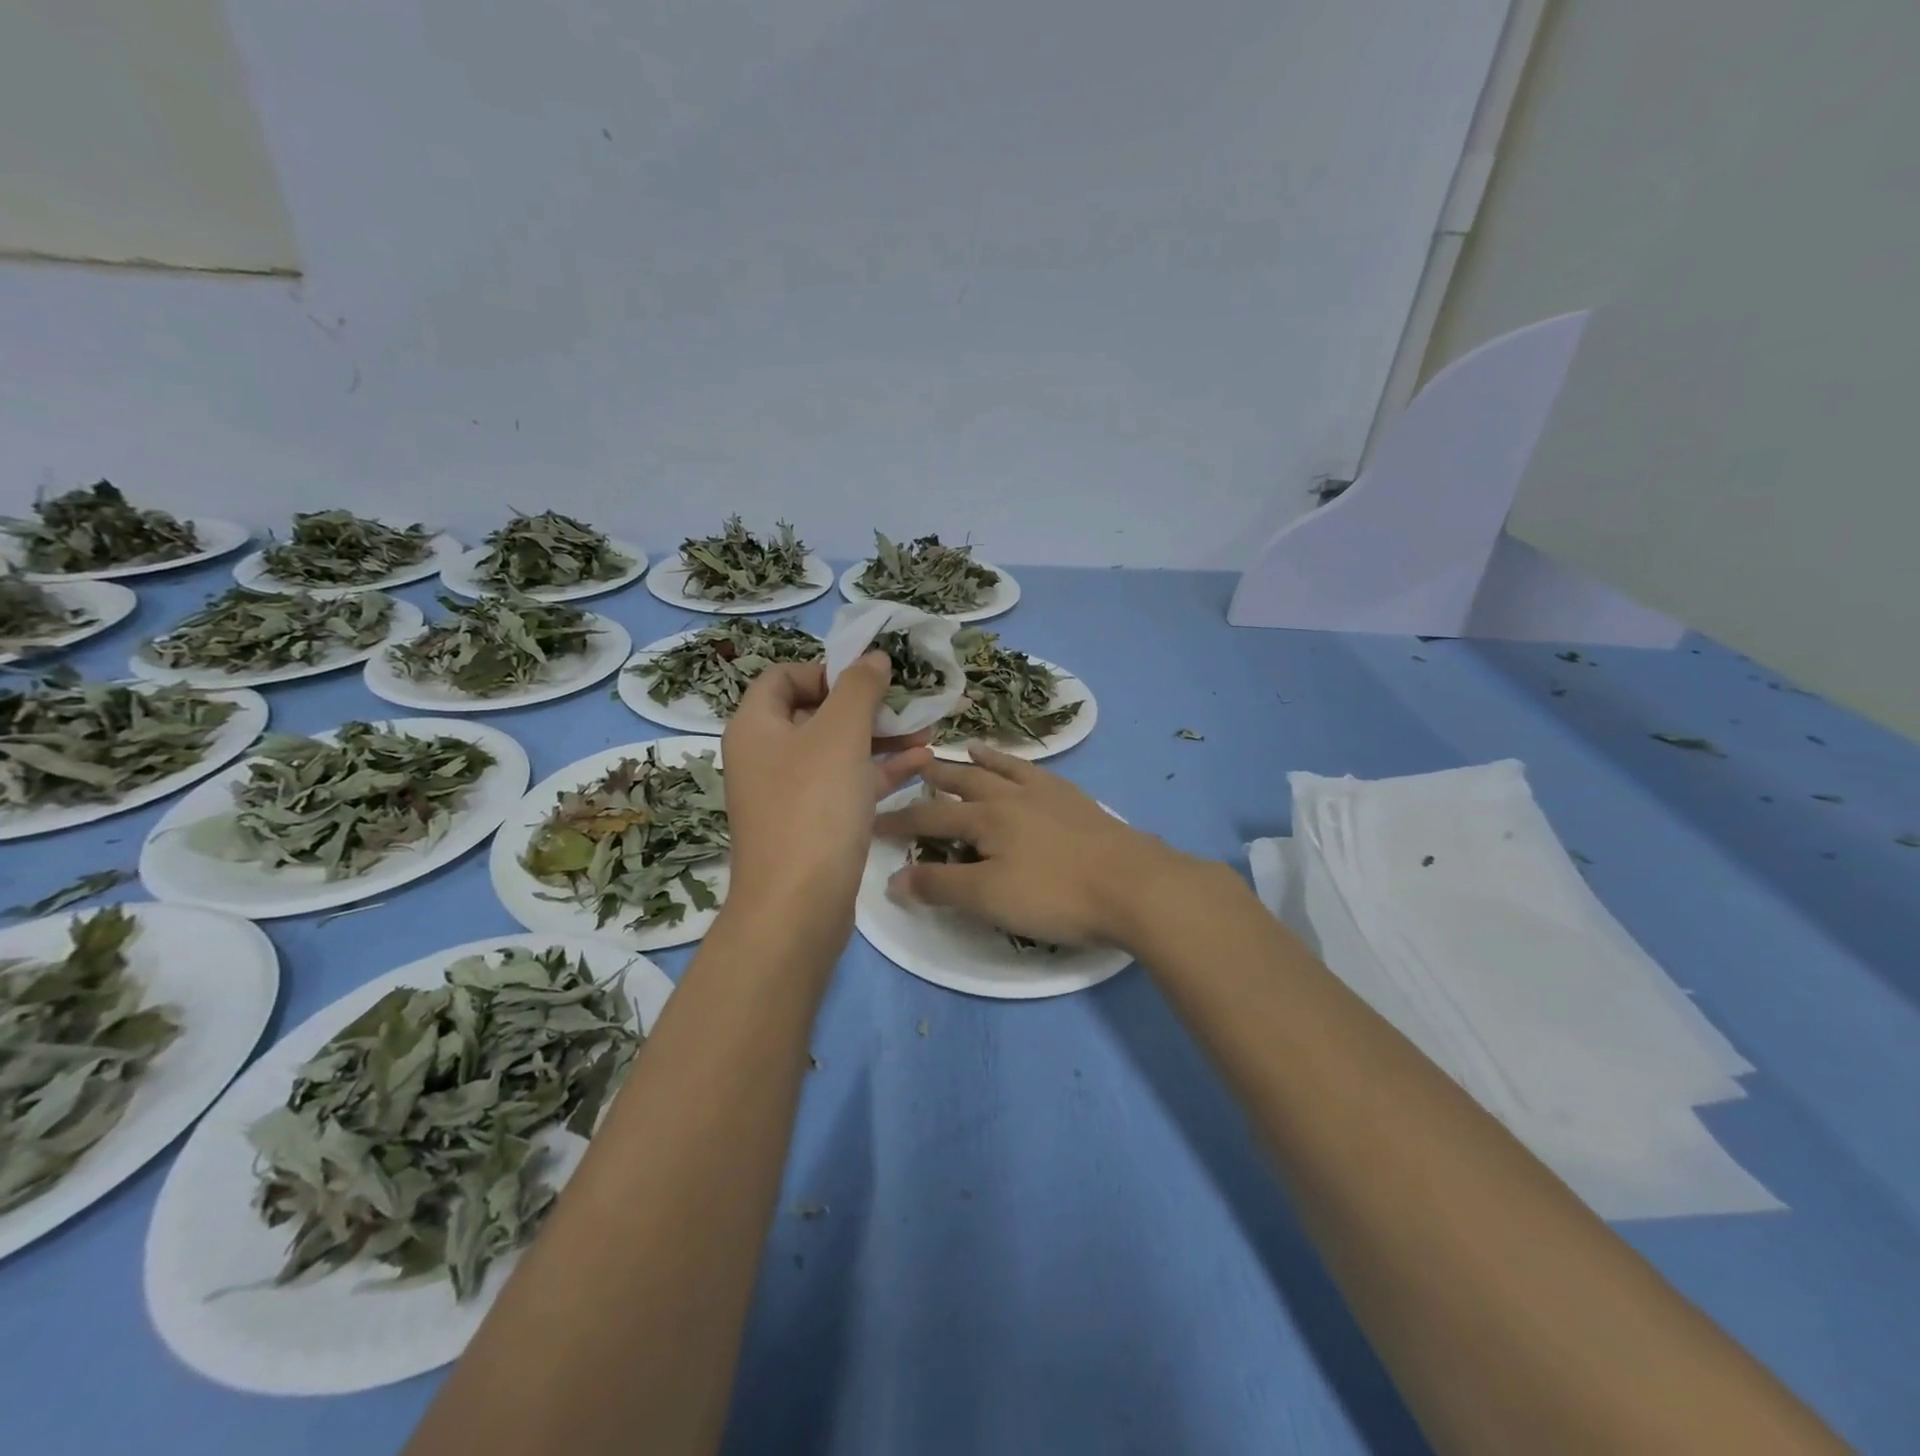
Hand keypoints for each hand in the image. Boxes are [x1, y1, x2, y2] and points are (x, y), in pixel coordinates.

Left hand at [722, 655, 930, 939]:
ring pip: (838, 752)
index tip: (866, 679)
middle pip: (817, 714)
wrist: (798, 906)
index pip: (783, 677)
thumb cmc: (814, 806)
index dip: (825, 670)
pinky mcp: (814, 826)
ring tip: (928, 731)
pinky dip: (880, 772)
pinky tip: (922, 764)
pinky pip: (848, 785)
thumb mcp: (840, 734)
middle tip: (909, 704)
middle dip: (867, 706)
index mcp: (756, 727)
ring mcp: (789, 795)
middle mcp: (766, 757)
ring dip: (881, 739)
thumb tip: (873, 657)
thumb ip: (859, 688)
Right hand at [875, 746, 1194, 948]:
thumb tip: (892, 878)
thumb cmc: (1055, 894)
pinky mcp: (1077, 801)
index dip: (899, 821)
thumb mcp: (989, 898)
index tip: (872, 821)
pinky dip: (1021, 766)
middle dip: (936, 778)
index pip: (929, 818)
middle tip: (915, 767)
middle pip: (965, 782)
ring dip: (980, 761)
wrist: (1133, 884)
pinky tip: (1025, 769)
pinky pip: (1039, 773)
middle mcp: (1012, 796)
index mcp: (986, 818)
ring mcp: (1048, 794)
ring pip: (1004, 770)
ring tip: (965, 750)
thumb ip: (940, 886)